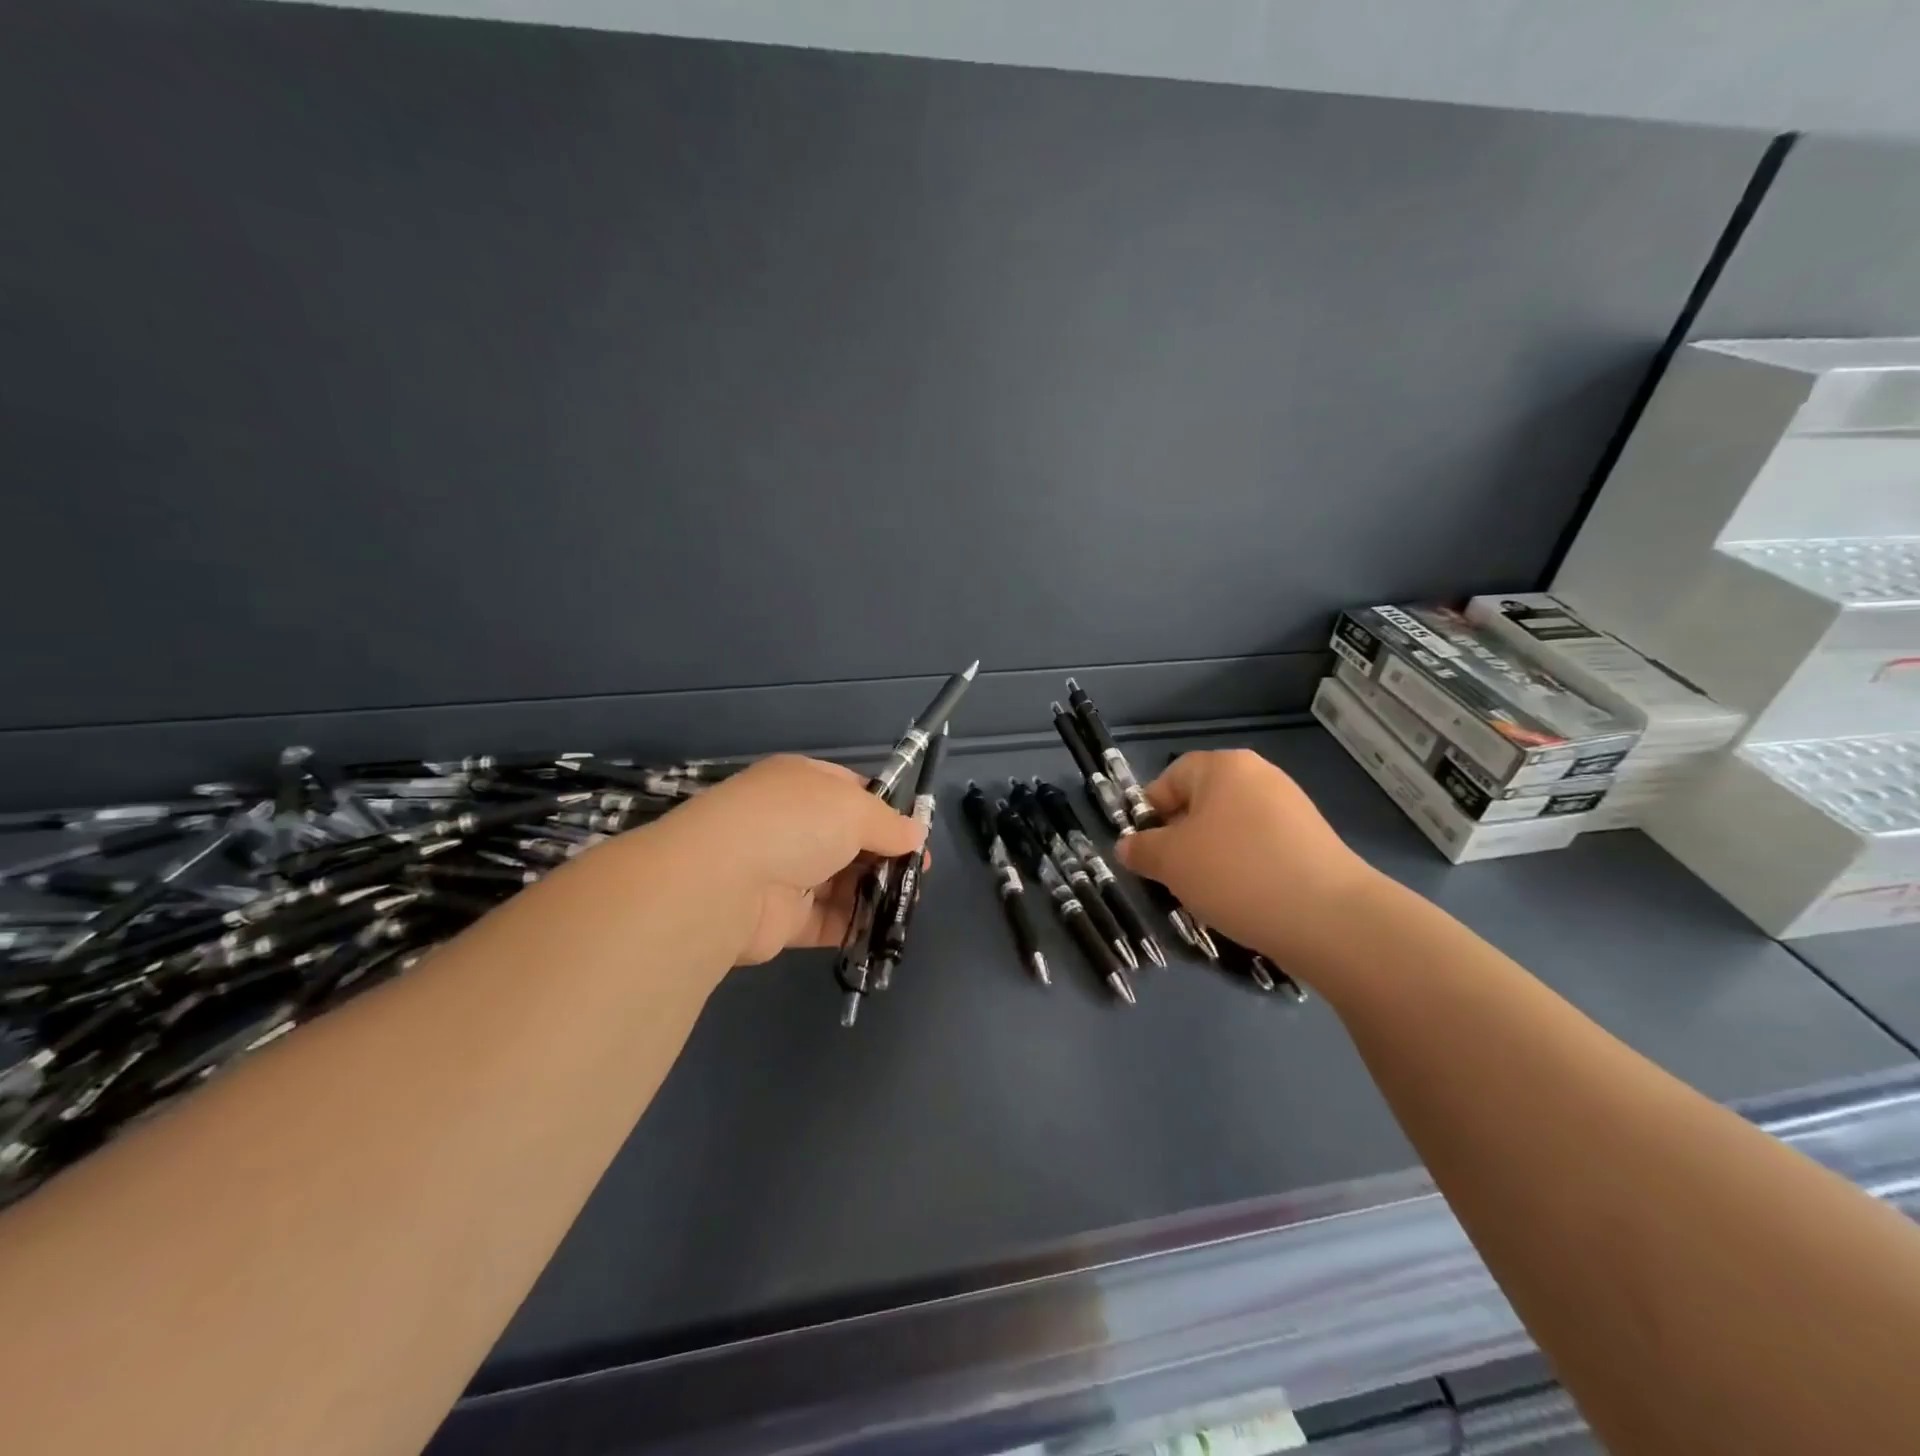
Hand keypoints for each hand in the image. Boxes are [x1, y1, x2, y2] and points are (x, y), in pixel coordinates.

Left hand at [656, 755, 927, 964]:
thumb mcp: (854, 808)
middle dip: (886, 855)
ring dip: (875, 892)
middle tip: (918, 874)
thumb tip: (916, 834)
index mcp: (802, 783)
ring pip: (841, 882)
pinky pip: (827, 920)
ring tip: (908, 902)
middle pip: (849, 840)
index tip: (915, 834)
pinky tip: (885, 928)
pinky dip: (855, 924)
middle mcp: (791, 824)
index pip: (852, 791)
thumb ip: (889, 823)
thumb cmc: (794, 824)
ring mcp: (784, 872)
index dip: (887, 810)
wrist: (723, 882)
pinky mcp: (781, 919)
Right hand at [1115, 749, 1378, 962]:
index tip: (1145, 851)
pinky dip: (1244, 868)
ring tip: (1208, 892)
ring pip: (1230, 828)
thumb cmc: (1235, 873)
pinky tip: (1243, 898)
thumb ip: (1141, 849)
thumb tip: (1127, 846)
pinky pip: (1260, 847)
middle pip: (1201, 802)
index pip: (1170, 778)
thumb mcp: (1170, 862)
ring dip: (1211, 856)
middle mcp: (1259, 776)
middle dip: (1180, 838)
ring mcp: (1291, 807)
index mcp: (1223, 766)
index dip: (1149, 813)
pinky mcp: (1312, 841)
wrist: (1328, 917)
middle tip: (1172, 874)